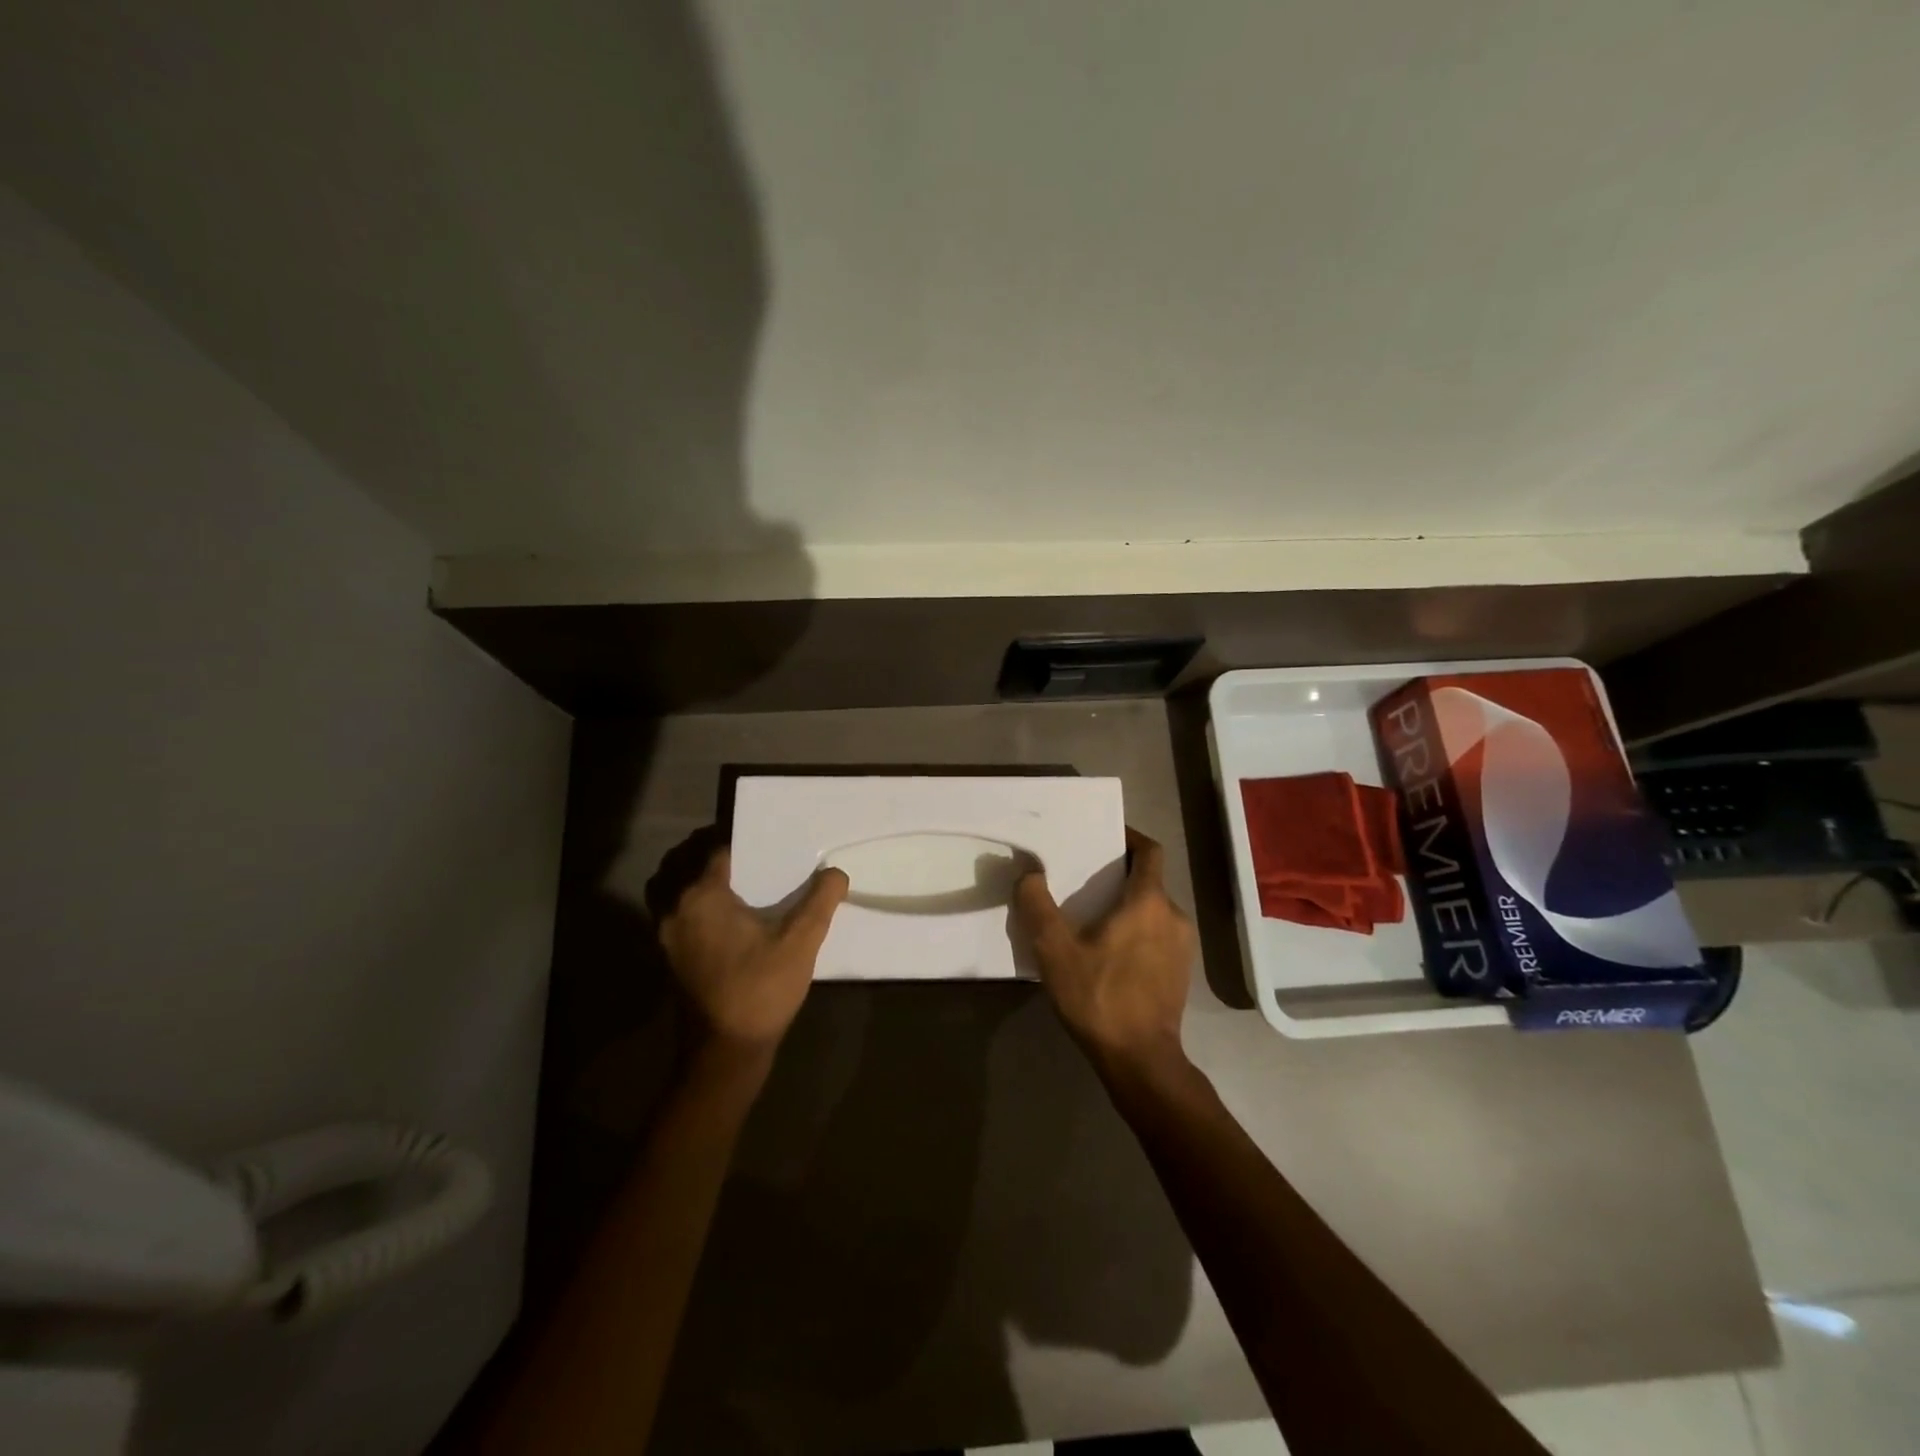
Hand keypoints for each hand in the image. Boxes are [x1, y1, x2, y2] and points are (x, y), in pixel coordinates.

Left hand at [655, 841, 849, 1055]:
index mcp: (702, 896)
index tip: (768, 840)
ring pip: (671, 888)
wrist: (725, 1054)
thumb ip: (820, 901)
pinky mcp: (668, 957)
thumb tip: (836, 873)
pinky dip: (689, 902)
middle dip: (711, 852)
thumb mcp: (800, 943)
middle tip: (750, 855)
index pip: (717, 850)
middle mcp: (675, 909)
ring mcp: (666, 935)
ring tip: (730, 880)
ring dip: (692, 877)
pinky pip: (673, 912)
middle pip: (684, 862)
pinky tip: (722, 915)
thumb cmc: (760, 990)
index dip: (743, 843)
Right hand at [1014, 827, 1196, 1072]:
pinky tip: (1110, 952)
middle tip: (1084, 879)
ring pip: (1153, 910)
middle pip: (1149, 880)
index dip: (1129, 838)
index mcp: (1148, 902)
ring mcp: (1182, 946)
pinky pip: (1158, 934)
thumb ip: (1038, 907)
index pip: (1149, 851)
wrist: (1140, 1060)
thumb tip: (1030, 874)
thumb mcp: (1055, 951)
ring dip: (1127, 906)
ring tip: (1092, 917)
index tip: (1105, 836)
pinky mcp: (1181, 971)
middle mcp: (1174, 916)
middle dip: (1119, 875)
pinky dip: (1137, 930)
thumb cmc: (1100, 998)